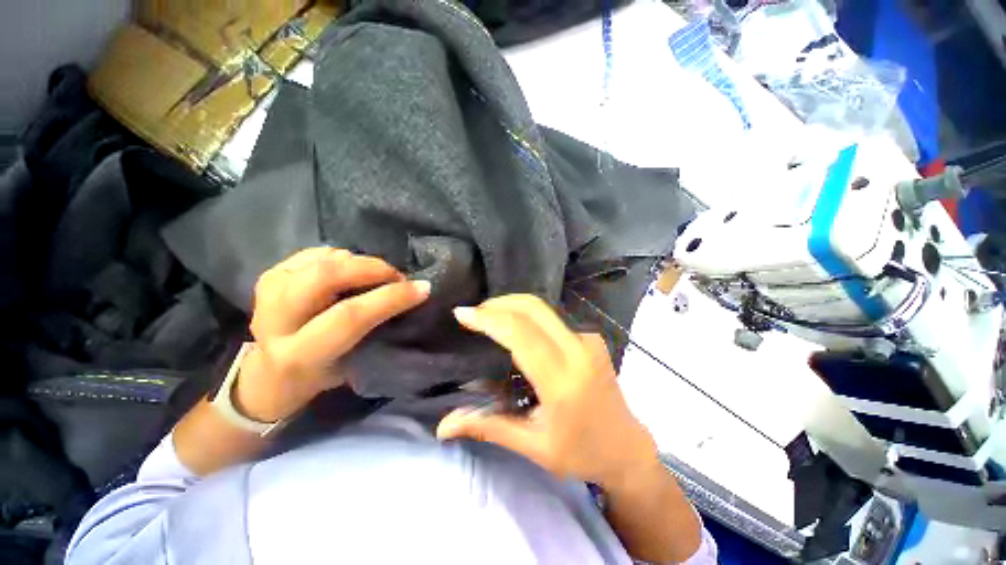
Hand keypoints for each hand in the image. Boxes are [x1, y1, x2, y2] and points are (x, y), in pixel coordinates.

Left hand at [235, 247, 429, 421]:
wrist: (270, 375)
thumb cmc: (321, 376)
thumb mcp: (352, 367)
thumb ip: (376, 331)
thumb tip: (408, 296)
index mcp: (300, 355)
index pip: (349, 317)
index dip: (390, 298)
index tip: (422, 288)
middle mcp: (276, 320)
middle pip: (326, 276)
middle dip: (372, 269)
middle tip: (396, 276)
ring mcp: (267, 292)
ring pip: (322, 260)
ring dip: (360, 262)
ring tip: (378, 275)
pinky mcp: (269, 275)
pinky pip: (316, 253)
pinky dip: (343, 257)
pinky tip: (353, 270)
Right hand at [436, 294, 658, 487]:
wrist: (627, 447)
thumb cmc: (581, 453)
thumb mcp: (533, 446)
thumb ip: (487, 428)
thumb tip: (443, 426)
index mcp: (563, 381)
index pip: (521, 335)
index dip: (489, 319)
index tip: (462, 314)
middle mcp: (578, 351)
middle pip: (533, 309)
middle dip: (498, 304)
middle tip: (474, 312)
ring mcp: (588, 339)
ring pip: (543, 307)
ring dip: (512, 304)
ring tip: (488, 316)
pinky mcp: (592, 336)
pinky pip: (553, 316)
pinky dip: (527, 313)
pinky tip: (514, 325)